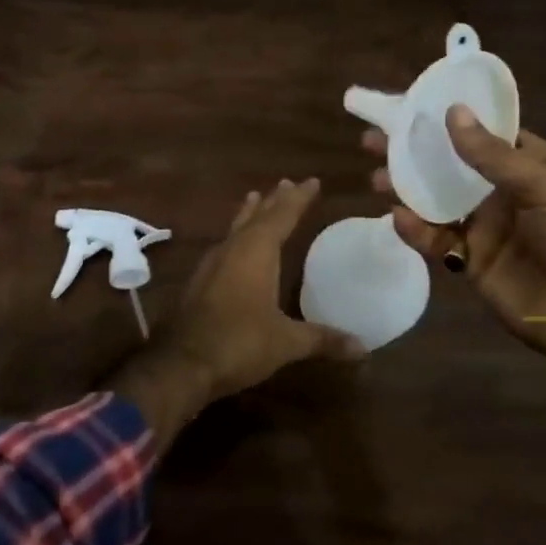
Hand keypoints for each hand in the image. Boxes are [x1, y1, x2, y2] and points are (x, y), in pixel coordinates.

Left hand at [157, 178, 365, 399]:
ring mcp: (212, 265)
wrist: (182, 364)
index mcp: (256, 252)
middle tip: (286, 183)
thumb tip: (363, 347)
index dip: (298, 199)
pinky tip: (236, 247)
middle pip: (256, 217)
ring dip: (250, 214)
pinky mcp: (200, 282)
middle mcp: (233, 250)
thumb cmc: (239, 343)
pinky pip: (224, 247)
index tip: (312, 181)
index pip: (282, 215)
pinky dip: (237, 237)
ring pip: (236, 229)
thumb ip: (322, 339)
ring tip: (256, 199)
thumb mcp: (286, 342)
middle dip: (274, 201)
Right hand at [364, 107, 545, 373]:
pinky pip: (437, 241)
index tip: (407, 105)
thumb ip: (494, 156)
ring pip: (437, 200)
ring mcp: (487, 228)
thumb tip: (452, 113)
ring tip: (376, 177)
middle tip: (374, 140)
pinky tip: (399, 219)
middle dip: (414, 152)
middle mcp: (504, 192)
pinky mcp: (473, 263)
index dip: (447, 118)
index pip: (483, 132)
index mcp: (532, 164)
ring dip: (406, 188)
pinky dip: (416, 230)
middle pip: (450, 164)